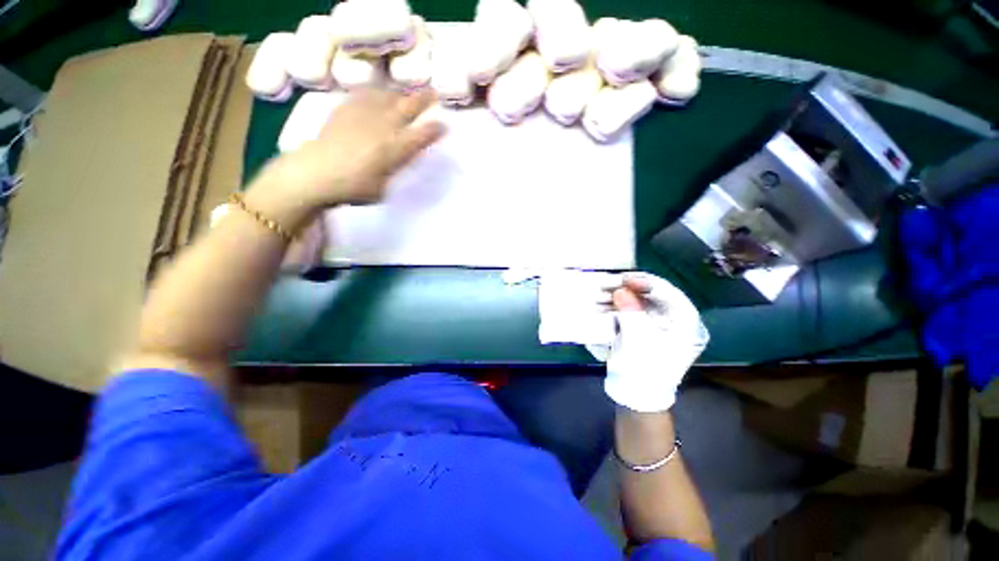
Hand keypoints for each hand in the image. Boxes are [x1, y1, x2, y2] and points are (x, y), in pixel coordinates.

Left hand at [270, 88, 445, 208]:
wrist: (315, 173)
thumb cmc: (353, 188)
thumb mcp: (383, 187)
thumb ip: (393, 169)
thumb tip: (397, 158)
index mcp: (395, 149)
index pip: (421, 136)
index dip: (435, 130)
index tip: (444, 125)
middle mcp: (383, 127)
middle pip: (407, 108)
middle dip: (423, 100)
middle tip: (433, 93)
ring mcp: (363, 115)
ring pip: (387, 96)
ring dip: (400, 93)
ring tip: (405, 93)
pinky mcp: (345, 109)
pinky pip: (364, 94)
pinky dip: (375, 92)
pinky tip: (377, 93)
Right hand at [604, 273, 708, 411]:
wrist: (636, 396)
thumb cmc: (644, 370)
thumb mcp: (638, 340)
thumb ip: (631, 312)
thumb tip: (621, 291)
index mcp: (685, 324)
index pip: (669, 293)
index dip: (646, 283)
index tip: (624, 279)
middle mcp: (674, 321)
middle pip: (653, 295)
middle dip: (628, 289)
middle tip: (609, 284)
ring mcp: (658, 325)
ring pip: (639, 302)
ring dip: (620, 297)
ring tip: (601, 293)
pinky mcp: (643, 329)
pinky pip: (631, 311)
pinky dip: (617, 306)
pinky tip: (604, 303)